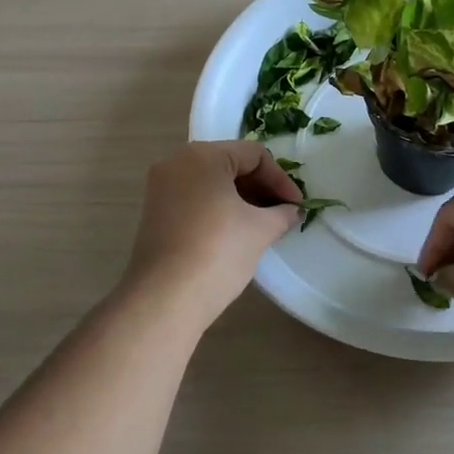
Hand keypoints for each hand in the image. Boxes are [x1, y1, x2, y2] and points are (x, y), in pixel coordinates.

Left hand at [121, 141, 301, 318]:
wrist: (165, 298)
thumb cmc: (217, 251)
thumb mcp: (260, 229)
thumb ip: (282, 213)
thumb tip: (291, 210)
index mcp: (202, 155)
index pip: (254, 155)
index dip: (280, 179)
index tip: (297, 206)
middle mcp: (177, 162)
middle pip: (230, 164)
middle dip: (261, 187)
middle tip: (283, 213)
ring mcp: (161, 187)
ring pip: (212, 182)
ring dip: (242, 198)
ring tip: (264, 224)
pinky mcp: (156, 211)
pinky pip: (195, 198)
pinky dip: (219, 208)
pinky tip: (237, 231)